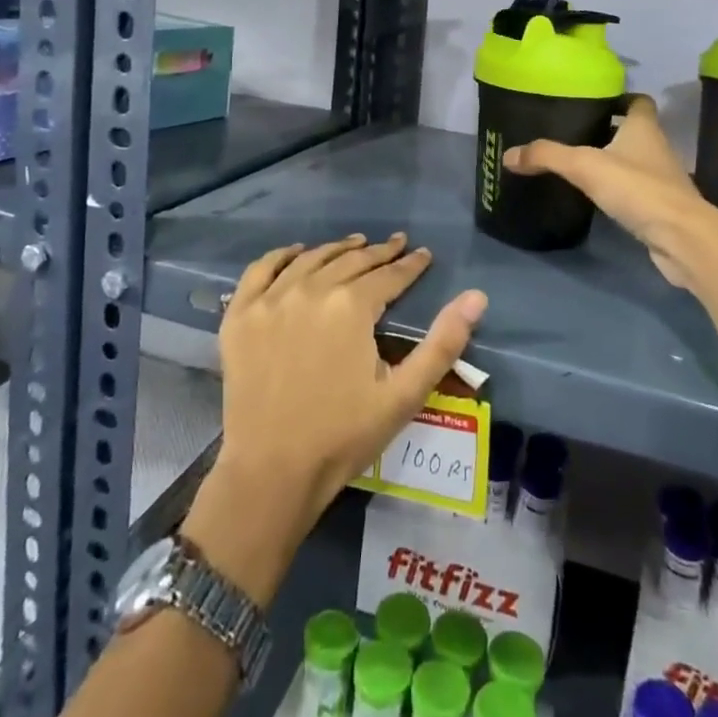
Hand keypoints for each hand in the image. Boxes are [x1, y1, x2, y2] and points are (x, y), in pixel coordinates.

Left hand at [215, 233, 487, 539]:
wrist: (272, 472)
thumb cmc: (344, 436)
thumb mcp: (404, 394)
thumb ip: (443, 342)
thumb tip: (477, 296)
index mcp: (352, 306)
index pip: (389, 275)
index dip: (410, 264)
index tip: (424, 254)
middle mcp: (310, 289)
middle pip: (351, 260)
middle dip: (378, 252)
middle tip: (396, 244)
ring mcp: (270, 300)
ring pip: (310, 259)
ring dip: (337, 249)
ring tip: (355, 243)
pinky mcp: (240, 316)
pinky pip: (260, 270)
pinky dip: (281, 255)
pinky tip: (296, 252)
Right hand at [503, 94, 717, 290]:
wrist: (683, 238)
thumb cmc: (638, 189)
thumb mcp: (585, 166)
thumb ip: (547, 156)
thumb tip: (508, 154)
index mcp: (644, 128)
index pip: (638, 101)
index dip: (620, 98)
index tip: (594, 101)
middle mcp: (656, 149)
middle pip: (632, 131)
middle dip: (607, 130)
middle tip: (572, 133)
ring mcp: (661, 180)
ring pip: (633, 162)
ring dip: (611, 162)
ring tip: (577, 164)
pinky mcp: (660, 209)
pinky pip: (635, 191)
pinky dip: (618, 191)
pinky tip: (594, 198)